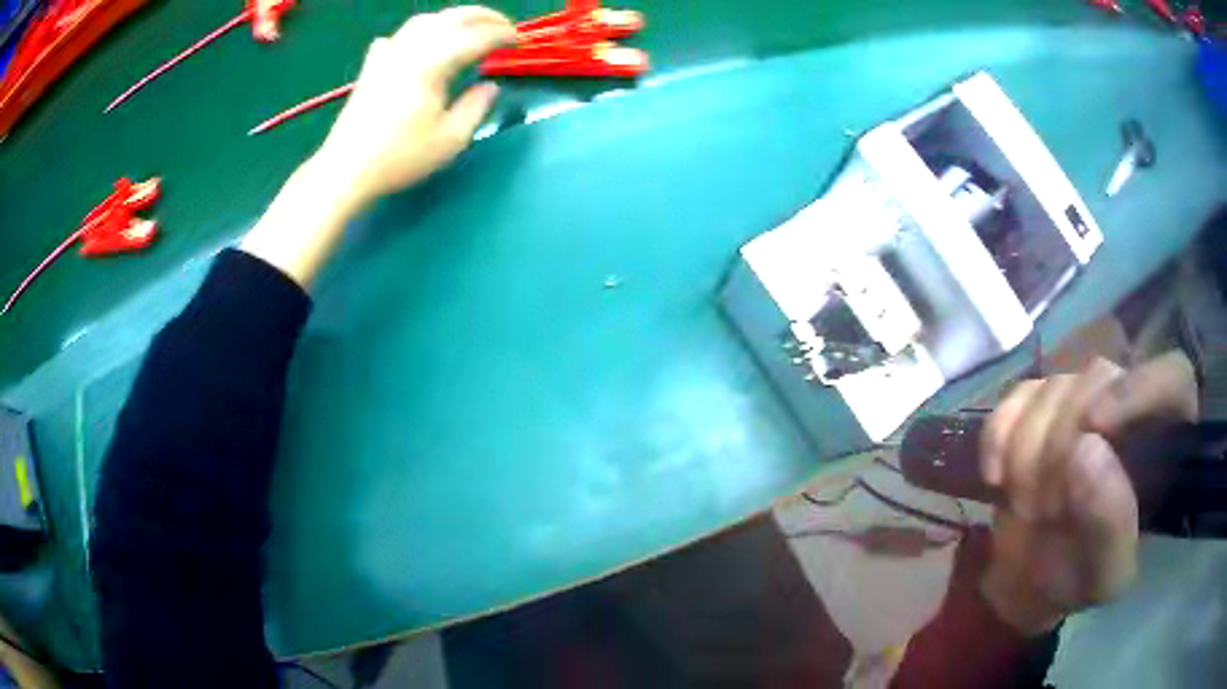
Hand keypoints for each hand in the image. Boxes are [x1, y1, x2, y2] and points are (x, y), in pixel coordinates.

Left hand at [241, 6, 514, 286]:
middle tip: (504, 27)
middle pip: (451, 18)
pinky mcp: (372, 67)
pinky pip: (398, 37)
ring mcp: (387, 55)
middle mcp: (410, 49)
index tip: (519, 43)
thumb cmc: (400, 158)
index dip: (502, 35)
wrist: (346, 170)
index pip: (476, 37)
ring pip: (424, 21)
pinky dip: (417, 33)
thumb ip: (476, 107)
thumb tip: (490, 87)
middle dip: (483, 17)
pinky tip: (420, 45)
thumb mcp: (450, 140)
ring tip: (469, 30)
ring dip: (452, 19)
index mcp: (432, 64)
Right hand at [977, 352, 1197, 635]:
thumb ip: (1108, 525)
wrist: (1029, 583)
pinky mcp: (1038, 404)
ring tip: (1026, 509)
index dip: (1137, 389)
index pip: (1171, 377)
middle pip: (1100, 378)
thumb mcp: (1104, 576)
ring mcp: (1080, 397)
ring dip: (1028, 453)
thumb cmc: (1081, 581)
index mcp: (1162, 442)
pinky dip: (999, 436)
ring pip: (1055, 385)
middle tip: (1044, 510)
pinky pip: (1016, 396)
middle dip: (1062, 445)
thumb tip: (1085, 449)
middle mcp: (1127, 403)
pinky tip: (996, 478)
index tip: (1094, 426)